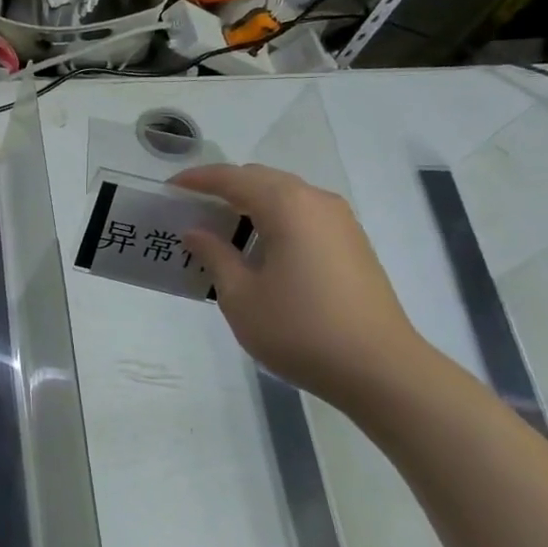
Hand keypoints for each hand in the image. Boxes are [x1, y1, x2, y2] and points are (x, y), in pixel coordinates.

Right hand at [173, 164, 428, 408]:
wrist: (378, 368)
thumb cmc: (298, 329)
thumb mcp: (240, 296)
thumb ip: (215, 255)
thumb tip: (196, 232)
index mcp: (287, 206)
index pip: (233, 178)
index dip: (198, 179)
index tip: (169, 188)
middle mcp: (316, 202)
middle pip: (262, 179)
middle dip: (225, 188)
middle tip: (192, 209)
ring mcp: (341, 222)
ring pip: (286, 196)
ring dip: (251, 204)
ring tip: (221, 230)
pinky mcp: (352, 244)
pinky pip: (304, 215)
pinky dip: (275, 220)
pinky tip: (259, 250)